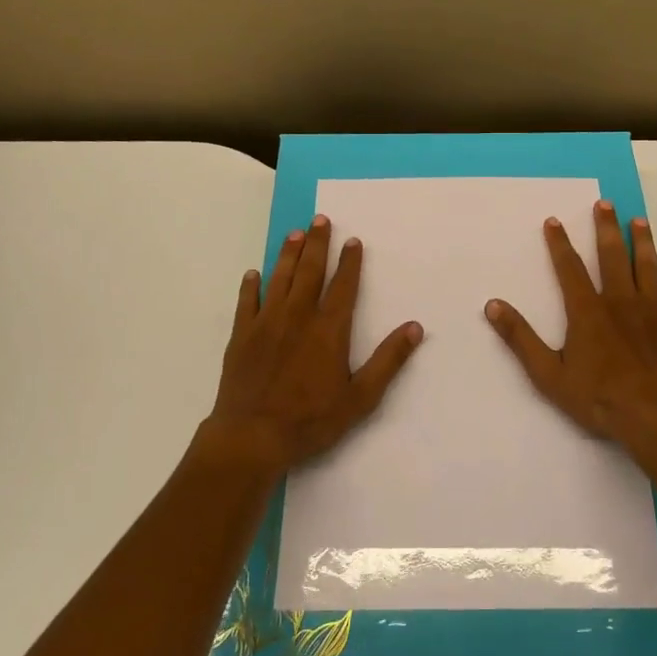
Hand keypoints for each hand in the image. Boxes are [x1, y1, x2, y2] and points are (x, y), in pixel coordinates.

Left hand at [200, 213, 422, 482]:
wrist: (252, 436)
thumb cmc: (311, 420)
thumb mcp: (360, 398)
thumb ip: (388, 361)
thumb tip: (415, 328)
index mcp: (329, 330)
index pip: (343, 286)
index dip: (350, 262)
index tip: (353, 240)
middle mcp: (297, 317)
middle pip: (309, 272)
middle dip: (317, 244)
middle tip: (320, 219)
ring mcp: (266, 323)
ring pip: (279, 279)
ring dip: (288, 254)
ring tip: (295, 233)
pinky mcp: (242, 336)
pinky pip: (247, 302)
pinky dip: (251, 285)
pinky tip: (253, 273)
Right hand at [485, 200, 656, 461]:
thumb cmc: (599, 398)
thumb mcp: (548, 374)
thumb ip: (521, 338)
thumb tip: (493, 305)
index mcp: (587, 311)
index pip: (569, 268)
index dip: (559, 243)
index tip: (554, 220)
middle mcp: (621, 301)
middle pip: (612, 256)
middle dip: (606, 228)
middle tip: (605, 203)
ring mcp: (654, 311)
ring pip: (647, 267)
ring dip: (642, 242)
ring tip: (639, 220)